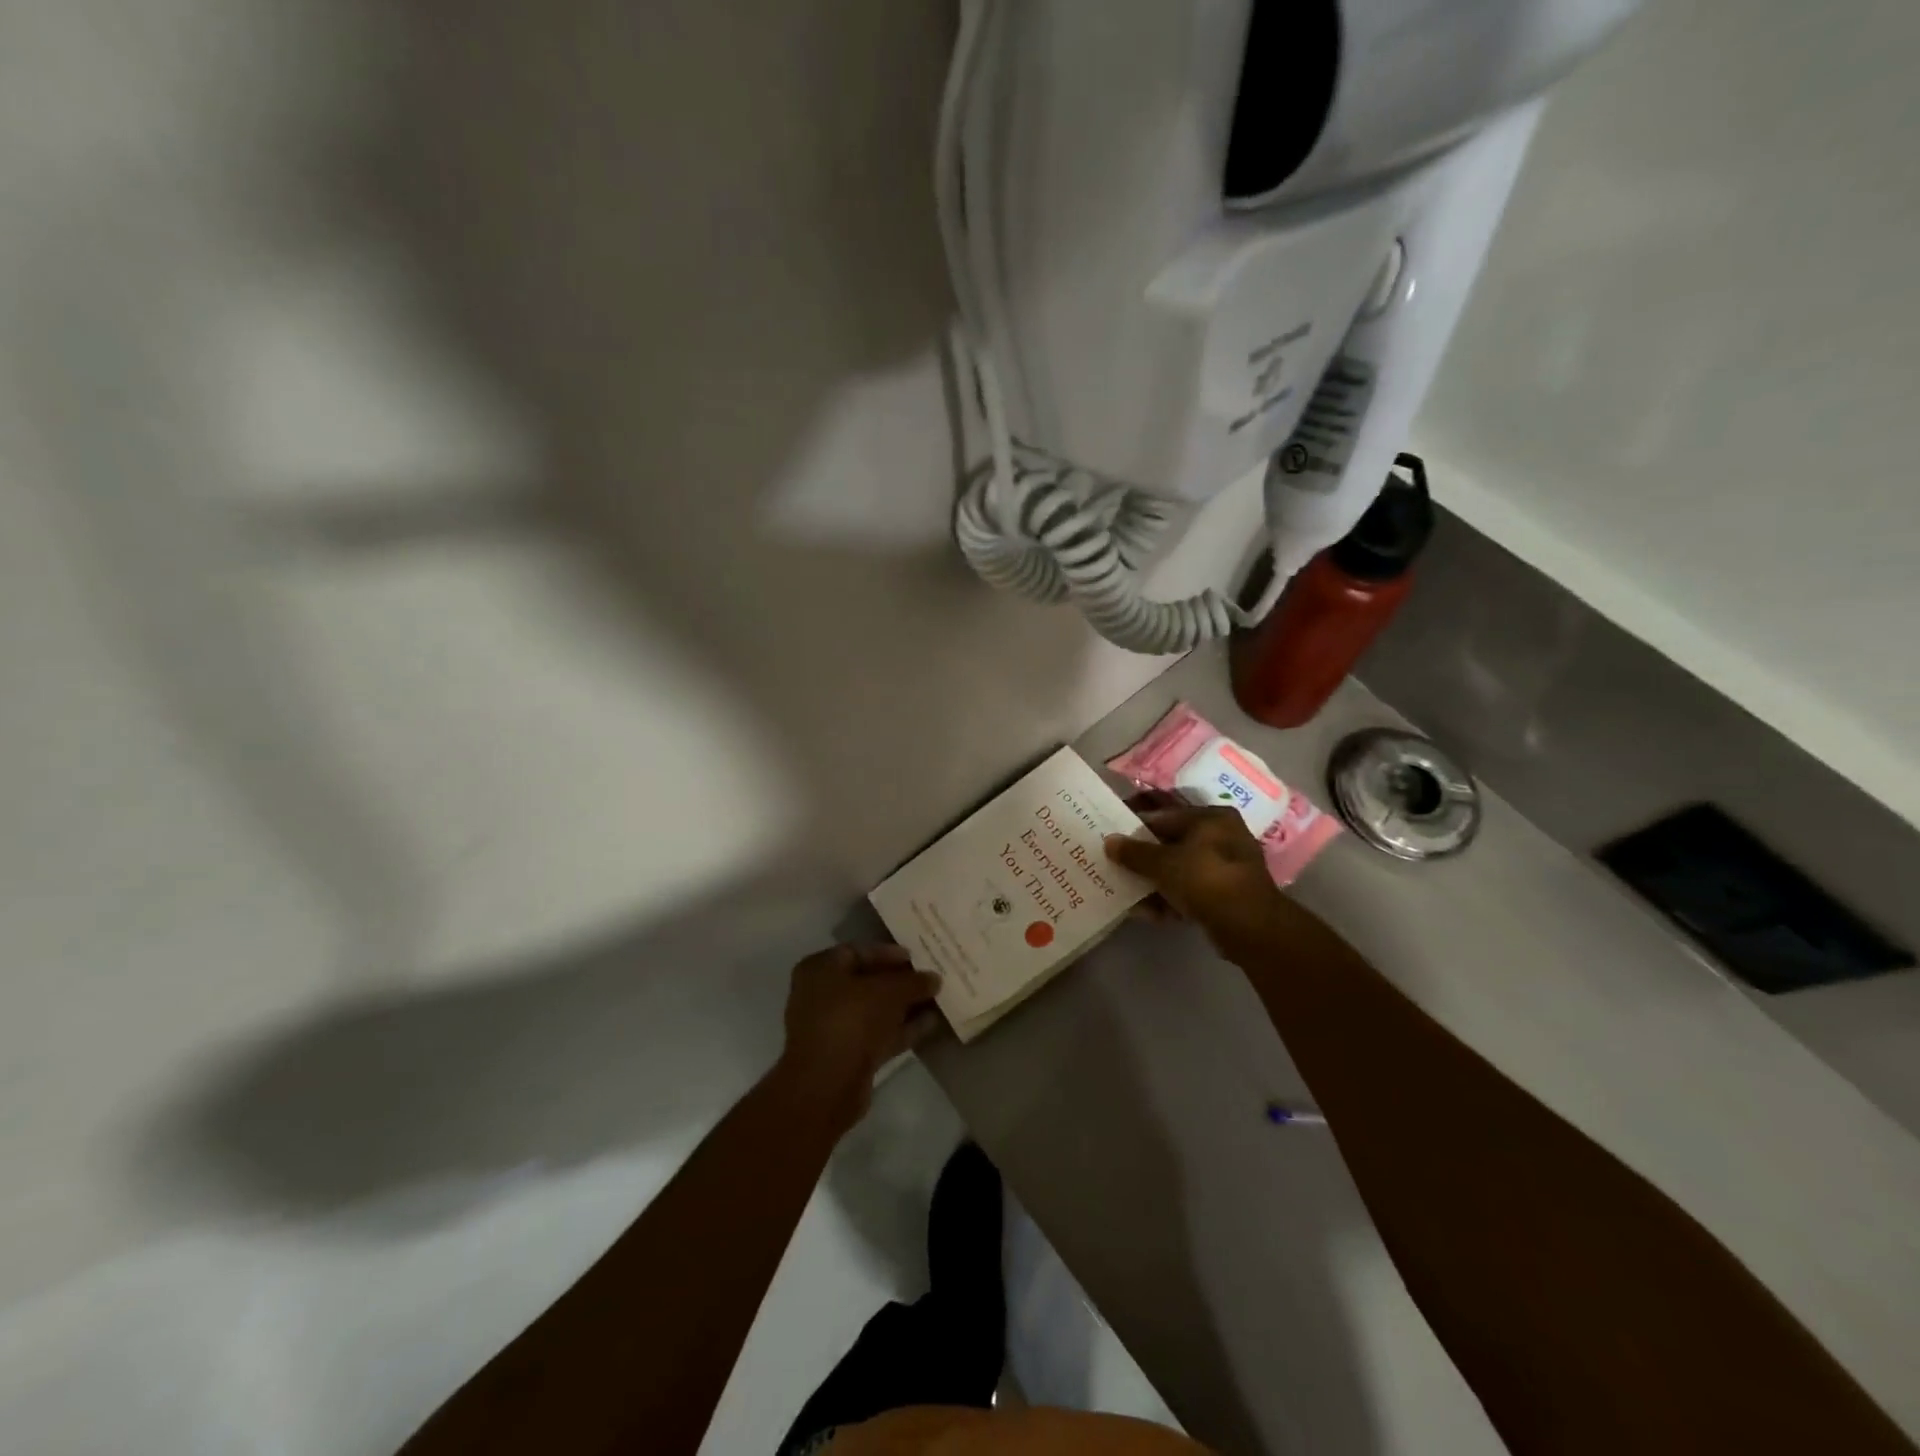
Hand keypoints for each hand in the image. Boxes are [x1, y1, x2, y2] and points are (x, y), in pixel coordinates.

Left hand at [776, 943, 942, 1126]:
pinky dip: (902, 1029)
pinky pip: (879, 1034)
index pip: (858, 951)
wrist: (827, 1084)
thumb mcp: (889, 991)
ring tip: (939, 999)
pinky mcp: (848, 1055)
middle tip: (931, 978)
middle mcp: (822, 995)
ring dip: (905, 1006)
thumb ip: (913, 982)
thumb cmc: (851, 1019)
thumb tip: (934, 978)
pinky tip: (931, 1024)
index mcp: (821, 969)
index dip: (889, 953)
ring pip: (875, 1010)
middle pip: (867, 982)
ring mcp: (834, 1027)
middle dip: (900, 981)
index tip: (917, 957)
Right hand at [1104, 798, 1293, 952]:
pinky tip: (1146, 912)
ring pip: (1179, 870)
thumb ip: (1134, 852)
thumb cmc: (1206, 880)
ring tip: (1125, 891)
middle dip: (1143, 857)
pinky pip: (1190, 892)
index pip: (1165, 815)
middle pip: (1171, 843)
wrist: (1250, 927)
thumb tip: (1109, 841)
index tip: (1112, 835)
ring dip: (1153, 881)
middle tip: (1115, 863)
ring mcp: (1225, 869)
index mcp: (1211, 819)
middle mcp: (1222, 837)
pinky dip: (1169, 899)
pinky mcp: (1225, 896)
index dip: (1135, 825)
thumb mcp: (1163, 863)